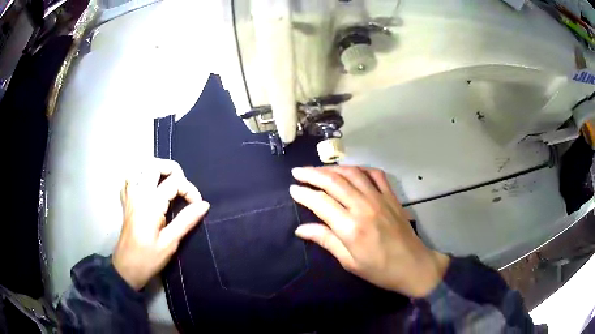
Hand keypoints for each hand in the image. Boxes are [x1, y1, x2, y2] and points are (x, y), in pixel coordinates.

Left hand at [113, 159, 209, 289]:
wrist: (126, 268)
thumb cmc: (149, 258)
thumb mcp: (170, 242)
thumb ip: (186, 220)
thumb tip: (204, 204)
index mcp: (151, 203)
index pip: (174, 182)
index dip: (190, 190)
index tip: (197, 206)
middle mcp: (138, 193)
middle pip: (154, 164)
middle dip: (173, 170)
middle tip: (182, 186)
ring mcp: (130, 196)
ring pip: (140, 167)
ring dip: (155, 170)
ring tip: (167, 182)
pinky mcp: (126, 201)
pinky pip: (130, 178)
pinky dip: (140, 176)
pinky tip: (148, 186)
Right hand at [290, 166, 448, 297]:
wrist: (413, 265)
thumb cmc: (380, 270)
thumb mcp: (349, 262)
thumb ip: (326, 241)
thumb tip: (301, 229)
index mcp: (350, 227)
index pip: (320, 202)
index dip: (304, 193)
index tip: (292, 189)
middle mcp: (364, 207)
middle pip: (333, 182)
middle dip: (312, 174)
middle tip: (297, 172)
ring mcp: (380, 198)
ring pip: (352, 174)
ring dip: (332, 168)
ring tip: (318, 169)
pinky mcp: (391, 196)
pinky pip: (375, 174)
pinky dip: (360, 168)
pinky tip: (351, 170)